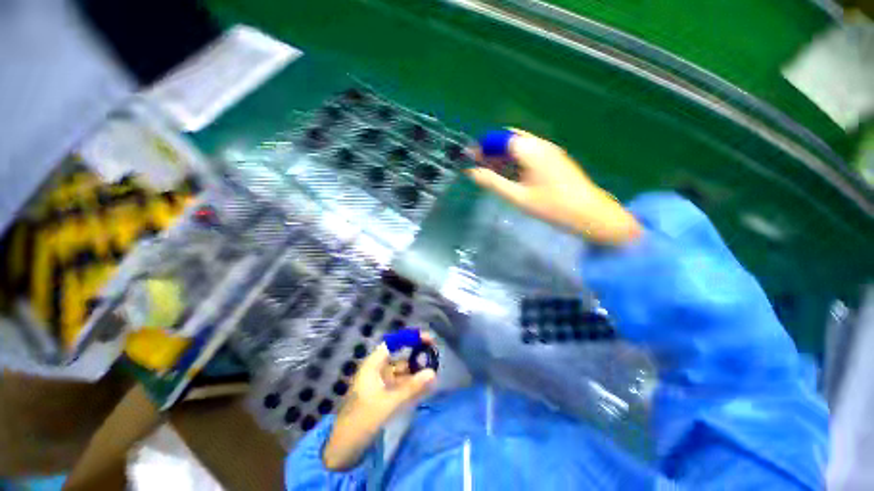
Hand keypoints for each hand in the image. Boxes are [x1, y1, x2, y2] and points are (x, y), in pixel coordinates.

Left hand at [322, 337, 435, 470]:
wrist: (344, 449)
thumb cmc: (362, 420)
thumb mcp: (388, 403)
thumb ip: (412, 387)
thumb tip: (433, 372)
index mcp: (373, 365)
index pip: (394, 343)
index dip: (411, 338)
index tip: (429, 339)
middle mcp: (377, 370)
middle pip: (400, 356)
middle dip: (417, 356)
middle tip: (435, 358)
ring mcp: (381, 383)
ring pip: (402, 371)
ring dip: (417, 372)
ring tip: (434, 375)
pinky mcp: (384, 395)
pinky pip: (402, 385)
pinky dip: (413, 385)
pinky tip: (426, 388)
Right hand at [467, 129, 640, 245]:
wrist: (590, 214)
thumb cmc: (552, 207)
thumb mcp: (517, 197)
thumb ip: (492, 183)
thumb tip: (471, 172)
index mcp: (531, 150)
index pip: (500, 138)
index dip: (482, 146)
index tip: (470, 159)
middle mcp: (541, 144)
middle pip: (509, 138)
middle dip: (492, 150)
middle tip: (480, 168)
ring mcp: (550, 150)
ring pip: (520, 145)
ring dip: (503, 155)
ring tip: (492, 173)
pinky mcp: (555, 158)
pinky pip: (530, 152)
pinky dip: (516, 160)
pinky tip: (511, 175)